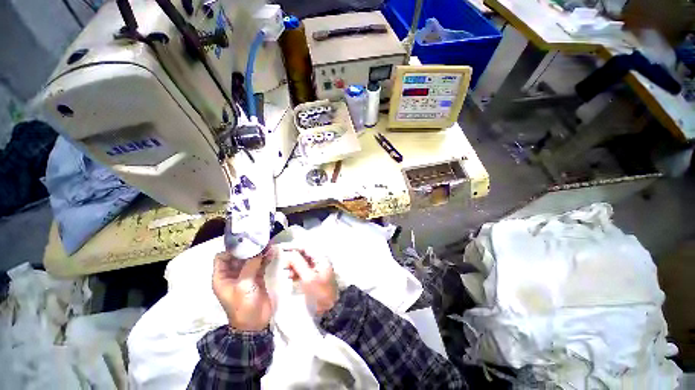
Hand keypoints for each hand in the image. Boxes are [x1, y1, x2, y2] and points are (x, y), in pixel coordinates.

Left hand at [212, 247, 274, 331]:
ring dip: (259, 252)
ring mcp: (246, 275)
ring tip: (268, 243)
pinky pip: (261, 264)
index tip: (245, 242)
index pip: (222, 257)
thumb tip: (260, 250)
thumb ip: (250, 266)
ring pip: (251, 259)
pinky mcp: (257, 277)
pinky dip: (266, 258)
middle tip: (260, 240)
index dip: (231, 249)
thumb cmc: (243, 305)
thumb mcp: (243, 285)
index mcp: (222, 277)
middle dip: (248, 248)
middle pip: (238, 256)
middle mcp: (233, 274)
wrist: (255, 323)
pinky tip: (273, 251)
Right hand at [285, 248, 337, 315]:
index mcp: (321, 258)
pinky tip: (290, 277)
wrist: (330, 309)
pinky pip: (304, 270)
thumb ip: (299, 264)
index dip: (294, 247)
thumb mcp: (308, 277)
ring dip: (293, 266)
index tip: (282, 249)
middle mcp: (320, 260)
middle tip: (283, 264)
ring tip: (286, 272)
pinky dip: (297, 272)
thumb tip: (290, 253)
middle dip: (293, 258)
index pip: (306, 248)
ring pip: (303, 263)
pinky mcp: (314, 277)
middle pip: (304, 255)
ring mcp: (317, 269)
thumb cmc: (320, 292)